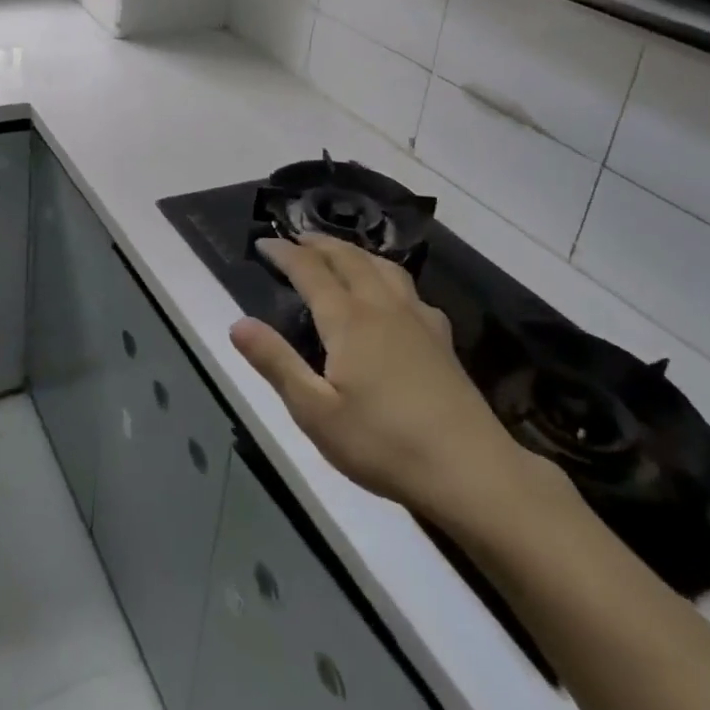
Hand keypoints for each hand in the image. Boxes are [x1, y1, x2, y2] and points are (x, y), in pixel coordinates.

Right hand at [230, 235, 563, 539]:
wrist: (471, 471)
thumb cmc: (384, 444)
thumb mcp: (316, 412)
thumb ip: (276, 363)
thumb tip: (238, 323)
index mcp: (349, 320)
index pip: (310, 270)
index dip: (284, 252)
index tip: (263, 241)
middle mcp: (382, 306)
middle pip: (348, 258)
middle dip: (319, 243)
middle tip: (296, 238)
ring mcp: (417, 319)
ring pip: (382, 266)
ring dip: (354, 251)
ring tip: (338, 253)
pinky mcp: (441, 338)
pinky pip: (408, 287)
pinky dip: (386, 274)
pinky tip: (391, 294)